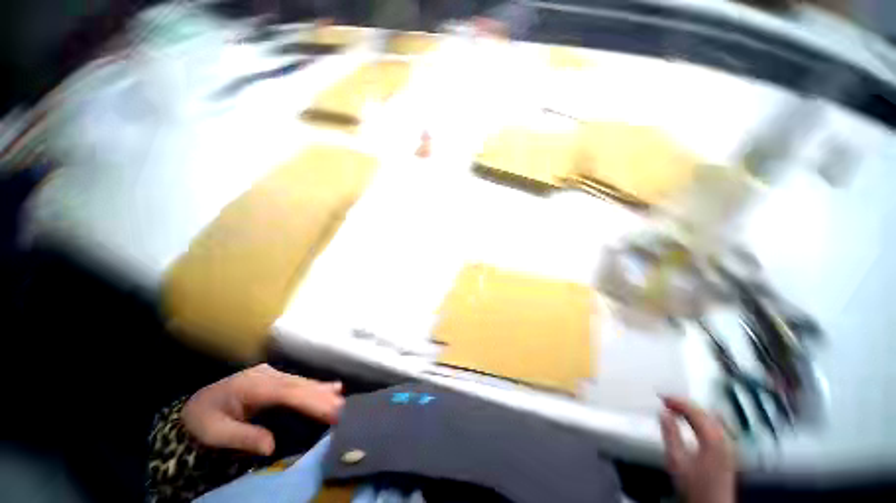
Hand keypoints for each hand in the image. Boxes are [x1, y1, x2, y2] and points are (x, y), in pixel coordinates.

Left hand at [182, 364, 343, 455]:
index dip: (311, 401)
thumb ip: (242, 437)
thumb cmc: (202, 419)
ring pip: (302, 382)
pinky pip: (299, 383)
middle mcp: (267, 375)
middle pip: (299, 385)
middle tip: (343, 408)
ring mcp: (272, 374)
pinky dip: (316, 386)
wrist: (194, 405)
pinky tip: (332, 386)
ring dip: (322, 391)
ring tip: (341, 397)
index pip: (288, 393)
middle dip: (322, 396)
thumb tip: (272, 446)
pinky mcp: (275, 378)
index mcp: (252, 385)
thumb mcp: (213, 432)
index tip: (331, 412)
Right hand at [660, 396, 736, 502]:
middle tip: (667, 401)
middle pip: (705, 412)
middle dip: (685, 403)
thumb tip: (663, 414)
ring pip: (712, 418)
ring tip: (677, 409)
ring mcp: (729, 446)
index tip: (662, 396)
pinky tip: (694, 423)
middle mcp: (725, 439)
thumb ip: (670, 434)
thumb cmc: (694, 487)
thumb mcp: (676, 461)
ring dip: (694, 411)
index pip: (694, 410)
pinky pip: (717, 427)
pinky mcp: (729, 452)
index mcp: (713, 438)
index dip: (676, 400)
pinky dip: (702, 419)